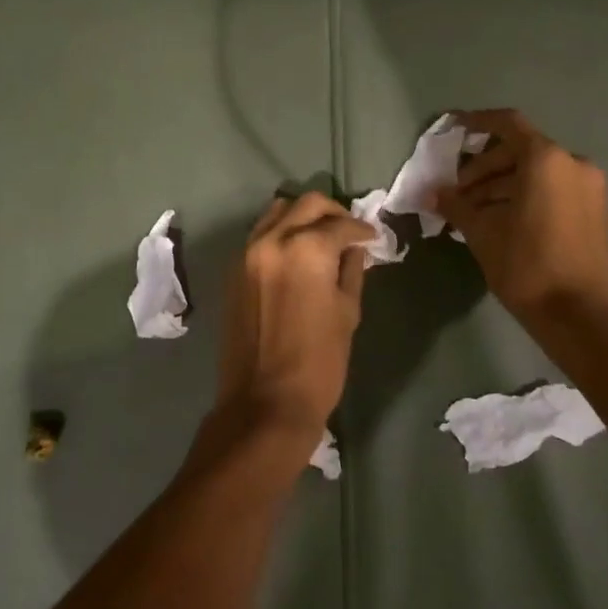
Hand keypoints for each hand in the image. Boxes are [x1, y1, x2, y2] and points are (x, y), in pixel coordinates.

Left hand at [212, 192, 374, 450]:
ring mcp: (248, 253)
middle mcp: (274, 239)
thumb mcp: (347, 313)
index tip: (373, 238)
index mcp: (307, 249)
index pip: (340, 223)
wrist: (265, 403)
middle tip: (349, 231)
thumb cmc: (318, 362)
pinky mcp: (235, 270)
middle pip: (307, 204)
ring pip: (278, 212)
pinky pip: (260, 234)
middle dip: (333, 212)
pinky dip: (281, 233)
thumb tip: (354, 249)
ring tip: (321, 238)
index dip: (361, 229)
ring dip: (303, 217)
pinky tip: (297, 255)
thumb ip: (351, 271)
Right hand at [437, 109, 607, 327]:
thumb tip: (433, 193)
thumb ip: (456, 205)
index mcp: (546, 159)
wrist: (580, 314)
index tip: (453, 130)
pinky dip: (524, 195)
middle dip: (484, 167)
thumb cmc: (527, 265)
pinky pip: (552, 188)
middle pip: (520, 150)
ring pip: (535, 172)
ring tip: (472, 210)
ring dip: (502, 184)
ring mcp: (588, 186)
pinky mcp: (593, 209)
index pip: (507, 124)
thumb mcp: (482, 232)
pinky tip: (499, 219)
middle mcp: (572, 163)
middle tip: (457, 191)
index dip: (477, 122)